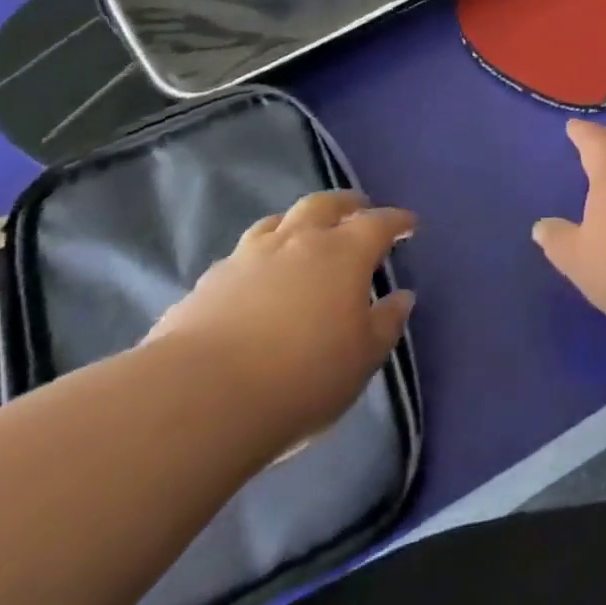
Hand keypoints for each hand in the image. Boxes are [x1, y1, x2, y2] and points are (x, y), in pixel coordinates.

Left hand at [147, 192, 415, 450]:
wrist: (196, 401)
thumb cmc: (301, 375)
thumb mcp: (363, 358)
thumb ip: (386, 323)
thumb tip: (401, 297)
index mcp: (345, 252)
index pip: (380, 223)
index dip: (397, 221)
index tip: (409, 225)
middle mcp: (298, 241)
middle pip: (324, 205)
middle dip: (346, 204)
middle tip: (357, 210)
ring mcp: (246, 258)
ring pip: (276, 223)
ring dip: (296, 224)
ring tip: (302, 237)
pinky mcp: (204, 286)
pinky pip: (239, 258)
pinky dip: (257, 260)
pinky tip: (254, 282)